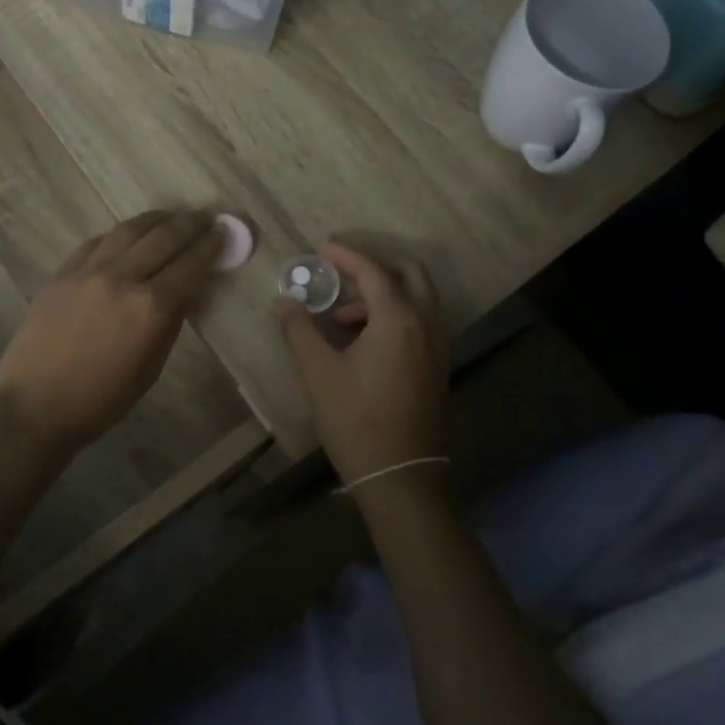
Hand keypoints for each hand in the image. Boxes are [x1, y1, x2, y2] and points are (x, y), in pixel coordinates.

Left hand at [0, 209, 223, 454]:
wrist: (35, 405)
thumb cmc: (102, 399)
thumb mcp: (151, 367)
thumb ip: (171, 322)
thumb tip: (188, 291)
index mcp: (150, 307)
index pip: (190, 265)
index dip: (210, 246)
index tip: (223, 232)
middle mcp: (122, 278)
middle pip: (163, 238)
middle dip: (189, 224)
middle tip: (206, 216)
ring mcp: (89, 270)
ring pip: (129, 230)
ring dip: (156, 219)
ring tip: (171, 216)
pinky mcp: (63, 272)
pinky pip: (98, 242)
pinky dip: (120, 234)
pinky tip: (129, 234)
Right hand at [278, 243, 447, 485]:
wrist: (401, 476)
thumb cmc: (356, 419)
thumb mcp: (318, 372)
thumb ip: (300, 330)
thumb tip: (286, 300)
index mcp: (399, 319)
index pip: (373, 271)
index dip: (346, 256)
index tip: (321, 249)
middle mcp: (426, 325)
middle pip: (410, 274)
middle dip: (376, 267)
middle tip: (342, 277)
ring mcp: (438, 347)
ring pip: (418, 300)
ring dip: (384, 295)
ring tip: (342, 320)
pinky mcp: (438, 368)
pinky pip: (421, 323)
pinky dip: (396, 316)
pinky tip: (365, 342)